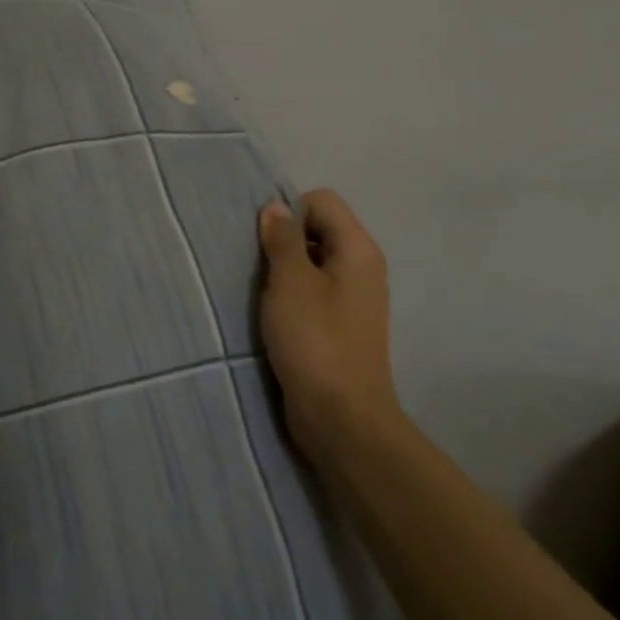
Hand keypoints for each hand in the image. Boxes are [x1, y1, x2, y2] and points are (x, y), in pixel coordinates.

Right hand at [257, 190, 401, 466]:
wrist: (341, 418)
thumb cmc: (314, 340)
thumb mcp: (290, 282)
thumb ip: (281, 239)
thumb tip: (276, 207)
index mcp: (358, 249)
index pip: (321, 201)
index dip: (289, 211)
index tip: (263, 241)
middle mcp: (362, 268)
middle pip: (318, 229)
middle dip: (283, 240)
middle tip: (257, 267)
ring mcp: (354, 299)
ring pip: (312, 263)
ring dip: (284, 271)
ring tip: (260, 293)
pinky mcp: (341, 326)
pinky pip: (313, 293)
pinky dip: (291, 296)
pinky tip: (272, 316)